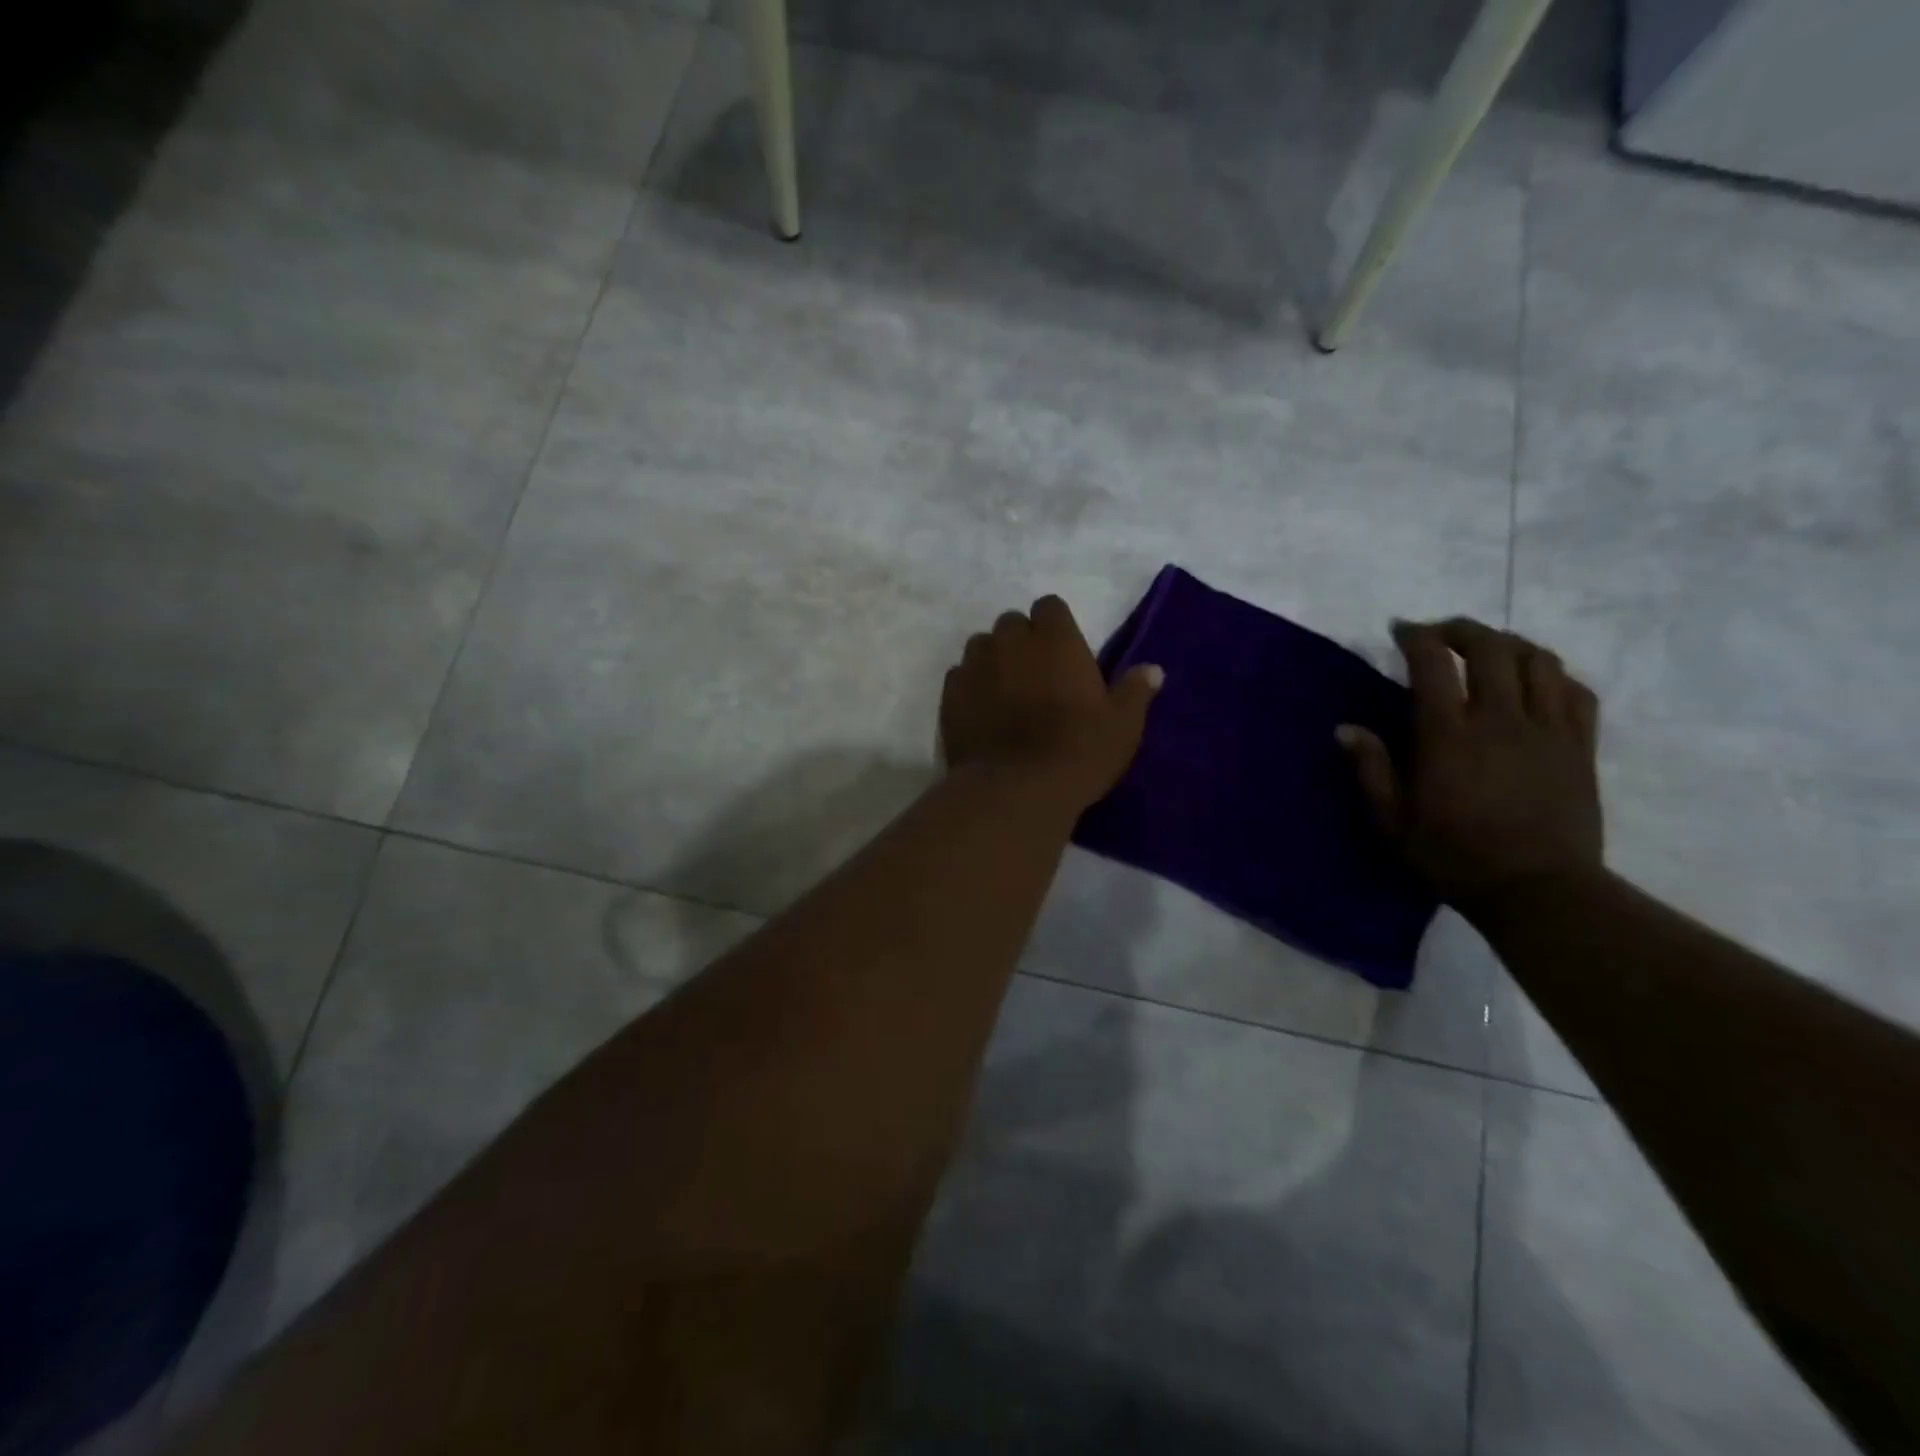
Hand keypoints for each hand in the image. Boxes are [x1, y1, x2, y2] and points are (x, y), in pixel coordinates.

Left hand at [941, 596, 1163, 812]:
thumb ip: (1134, 691)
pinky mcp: (949, 695)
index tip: (1063, 653)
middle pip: (1011, 624)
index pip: (1050, 607)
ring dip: (993, 660)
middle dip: (1021, 641)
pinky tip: (981, 713)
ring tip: (1005, 693)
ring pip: (981, 646)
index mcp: (1055, 638)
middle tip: (1035, 676)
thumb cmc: (1079, 751)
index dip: (1055, 626)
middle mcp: (1010, 641)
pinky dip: (969, 686)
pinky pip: (959, 676)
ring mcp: (975, 666)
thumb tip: (1153, 669)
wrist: (1016, 789)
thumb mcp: (1122, 725)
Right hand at [1338, 619, 1602, 914]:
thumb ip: (1371, 769)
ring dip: (1509, 644)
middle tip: (1440, 634)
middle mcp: (1500, 719)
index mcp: (1448, 735)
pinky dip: (1554, 675)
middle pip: (1490, 647)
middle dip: (1462, 629)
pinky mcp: (1580, 746)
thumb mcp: (1393, 820)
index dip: (1416, 636)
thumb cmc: (1453, 856)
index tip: (1400, 630)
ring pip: (1538, 661)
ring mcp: (1548, 729)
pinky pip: (1576, 691)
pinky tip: (1537, 683)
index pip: (1433, 663)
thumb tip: (1346, 728)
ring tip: (1489, 651)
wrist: (1538, 890)